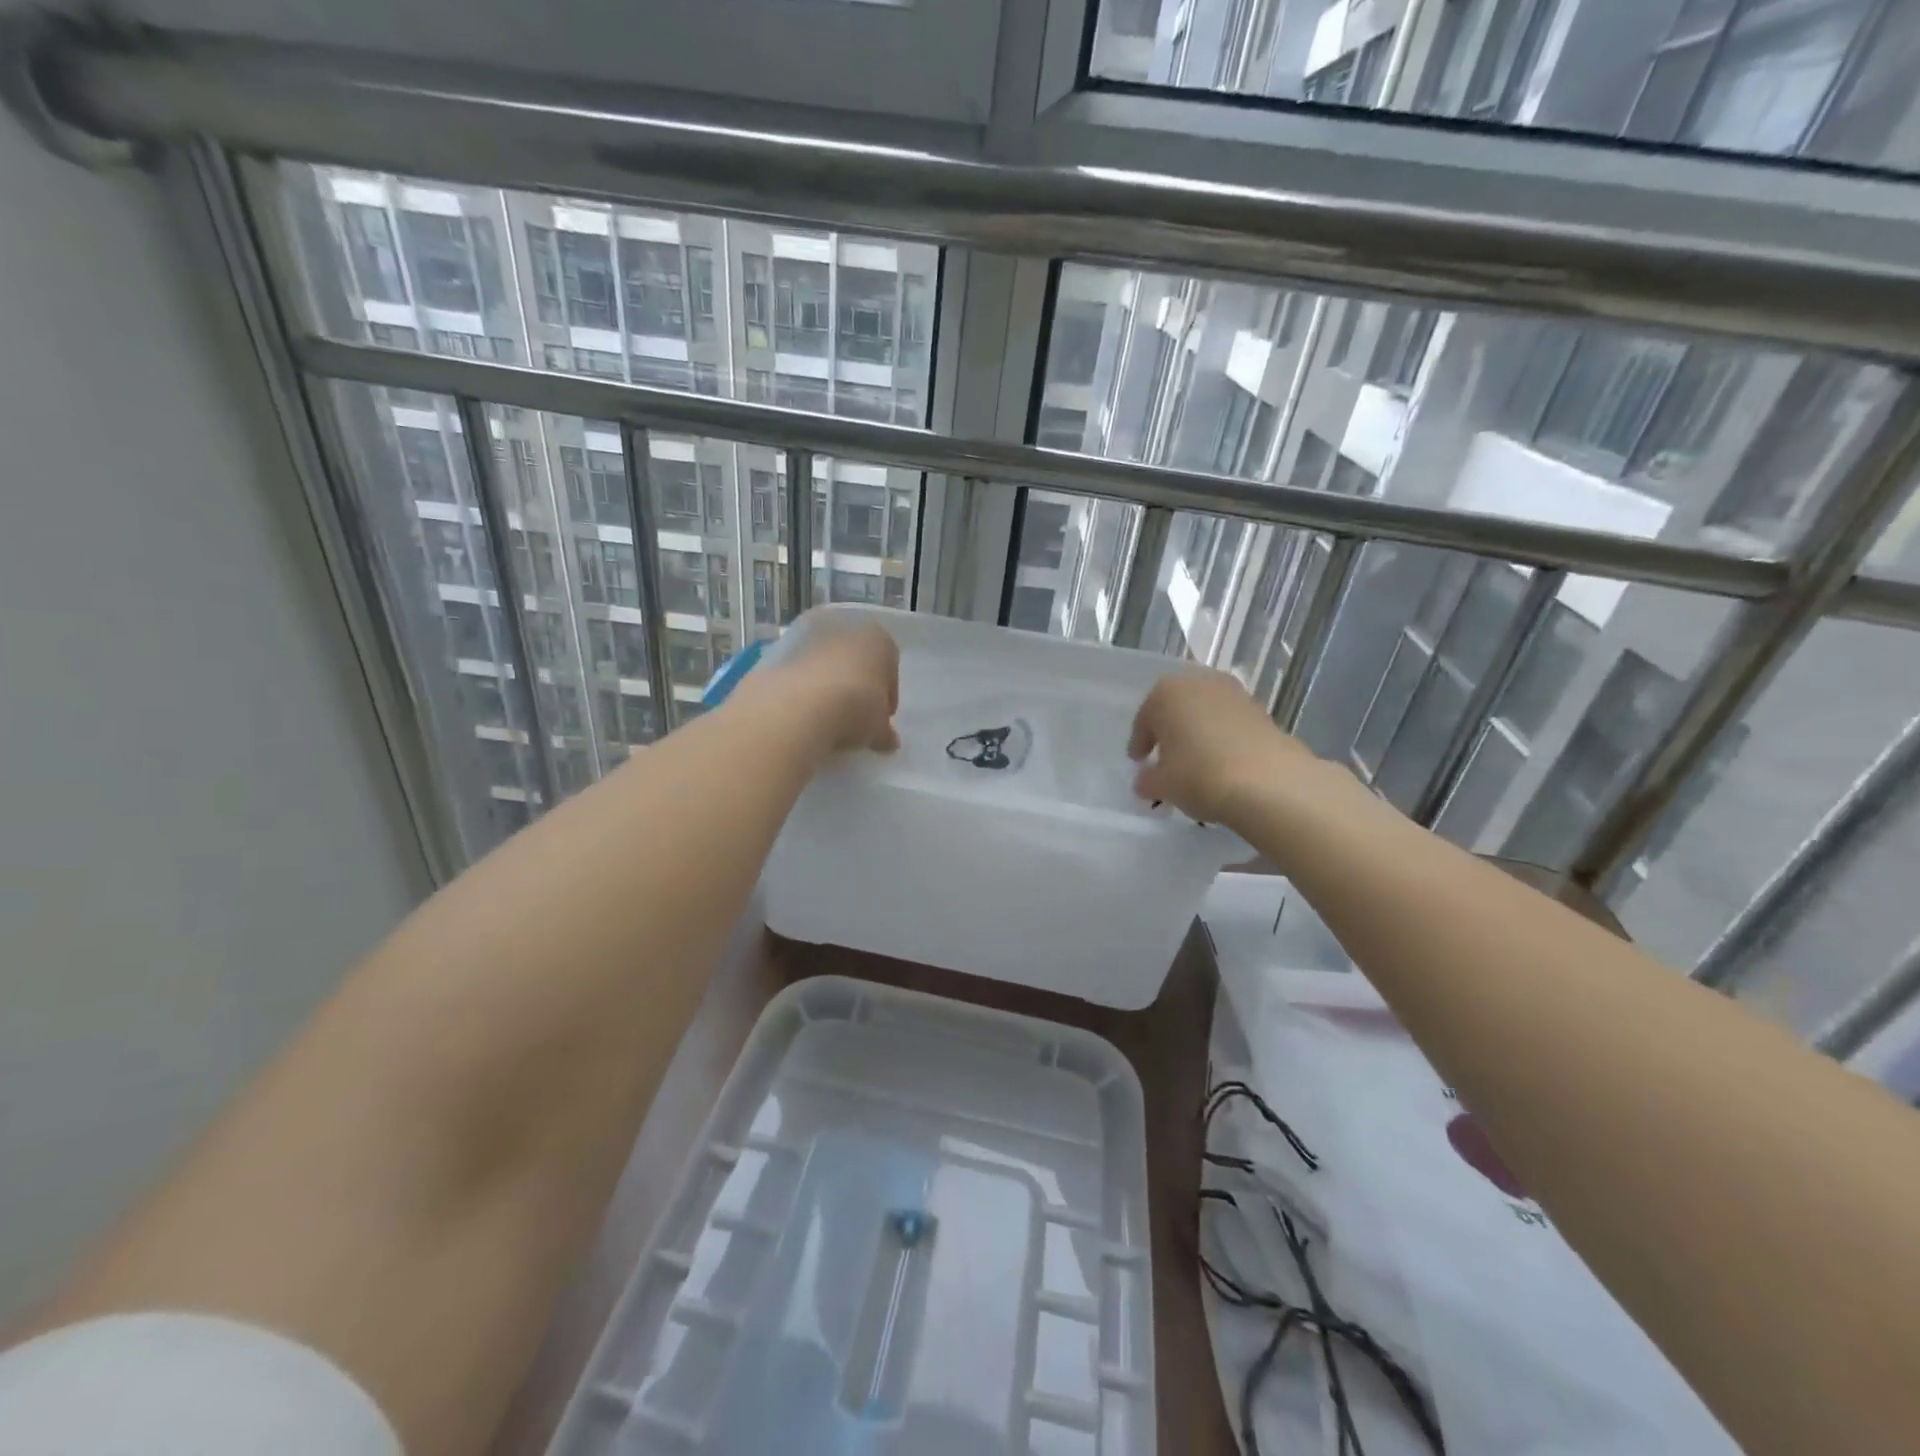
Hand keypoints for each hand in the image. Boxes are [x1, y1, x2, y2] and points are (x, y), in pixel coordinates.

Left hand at [761, 618, 900, 756]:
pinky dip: (804, 690)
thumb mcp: (878, 728)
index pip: (890, 666)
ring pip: (827, 664)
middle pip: (856, 661)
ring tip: (828, 719)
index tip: (882, 717)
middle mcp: (845, 630)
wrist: (797, 706)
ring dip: (830, 686)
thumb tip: (889, 741)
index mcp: (878, 640)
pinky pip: (800, 674)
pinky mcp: (779, 652)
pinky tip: (805, 715)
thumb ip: (885, 732)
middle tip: (856, 717)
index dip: (887, 694)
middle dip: (858, 686)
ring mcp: (810, 638)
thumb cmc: (855, 708)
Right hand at [1128, 670, 1329, 829]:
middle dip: (1170, 731)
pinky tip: (1221, 763)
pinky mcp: (1262, 710)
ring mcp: (1235, 693)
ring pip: (1205, 713)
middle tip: (1165, 758)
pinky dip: (1222, 738)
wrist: (1269, 782)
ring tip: (1195, 762)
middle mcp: (1200, 682)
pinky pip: (1230, 723)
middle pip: (1176, 708)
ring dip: (1198, 733)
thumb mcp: (1161, 785)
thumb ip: (1147, 780)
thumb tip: (1146, 781)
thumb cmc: (1199, 775)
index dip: (1139, 743)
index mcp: (1166, 692)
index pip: (1145, 718)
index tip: (1139, 762)